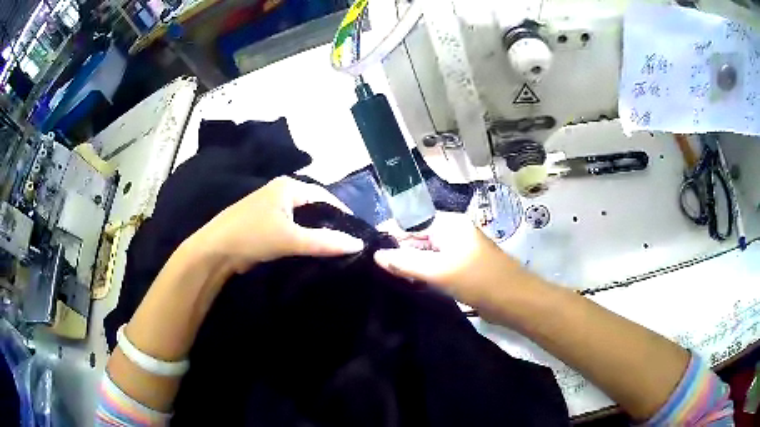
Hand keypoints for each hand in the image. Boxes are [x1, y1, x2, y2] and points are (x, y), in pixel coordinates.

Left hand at [190, 177, 363, 273]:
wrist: (215, 251)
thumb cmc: (253, 235)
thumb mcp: (291, 238)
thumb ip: (325, 241)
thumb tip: (358, 243)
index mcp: (288, 186)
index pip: (325, 197)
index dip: (342, 214)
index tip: (358, 233)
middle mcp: (281, 191)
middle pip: (314, 207)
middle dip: (330, 224)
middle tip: (348, 243)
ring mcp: (271, 207)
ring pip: (302, 219)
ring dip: (316, 232)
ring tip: (334, 249)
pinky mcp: (264, 223)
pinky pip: (291, 227)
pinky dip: (302, 237)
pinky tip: (311, 251)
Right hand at [374, 212, 528, 310]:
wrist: (514, 300)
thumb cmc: (477, 280)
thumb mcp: (439, 271)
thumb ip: (406, 262)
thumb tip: (376, 255)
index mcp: (449, 224)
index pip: (411, 223)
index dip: (390, 235)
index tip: (368, 250)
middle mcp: (453, 232)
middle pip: (418, 237)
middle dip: (399, 251)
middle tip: (376, 269)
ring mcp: (458, 250)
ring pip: (426, 253)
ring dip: (410, 264)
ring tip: (388, 277)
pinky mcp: (462, 266)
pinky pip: (436, 265)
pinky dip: (423, 272)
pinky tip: (409, 283)